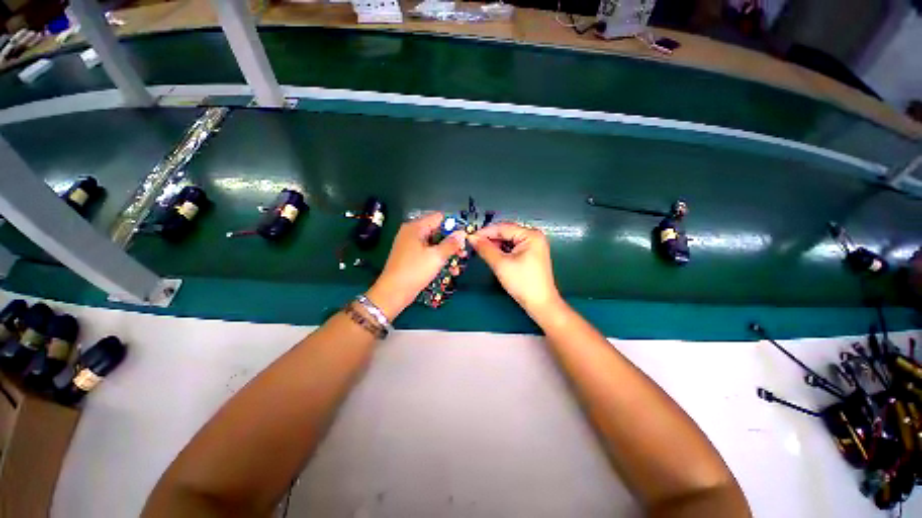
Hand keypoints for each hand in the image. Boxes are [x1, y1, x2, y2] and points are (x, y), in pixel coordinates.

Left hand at [366, 212, 466, 319]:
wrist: (393, 292)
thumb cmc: (415, 270)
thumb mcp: (436, 256)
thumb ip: (451, 243)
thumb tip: (462, 233)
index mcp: (416, 227)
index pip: (439, 218)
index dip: (453, 225)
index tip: (465, 236)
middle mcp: (412, 233)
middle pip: (437, 231)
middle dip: (452, 241)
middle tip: (464, 252)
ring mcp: (411, 246)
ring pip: (434, 244)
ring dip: (447, 252)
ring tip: (459, 263)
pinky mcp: (411, 257)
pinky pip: (428, 253)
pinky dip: (438, 259)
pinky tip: (450, 270)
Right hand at [469, 222, 561, 315]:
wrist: (540, 304)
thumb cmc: (523, 283)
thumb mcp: (501, 264)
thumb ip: (485, 249)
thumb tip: (472, 238)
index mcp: (530, 235)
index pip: (503, 228)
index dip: (485, 232)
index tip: (470, 237)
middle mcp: (534, 237)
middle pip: (507, 233)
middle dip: (490, 239)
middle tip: (474, 245)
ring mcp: (534, 246)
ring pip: (509, 241)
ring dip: (495, 245)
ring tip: (482, 251)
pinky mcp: (531, 255)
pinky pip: (513, 248)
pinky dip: (503, 251)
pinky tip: (493, 256)